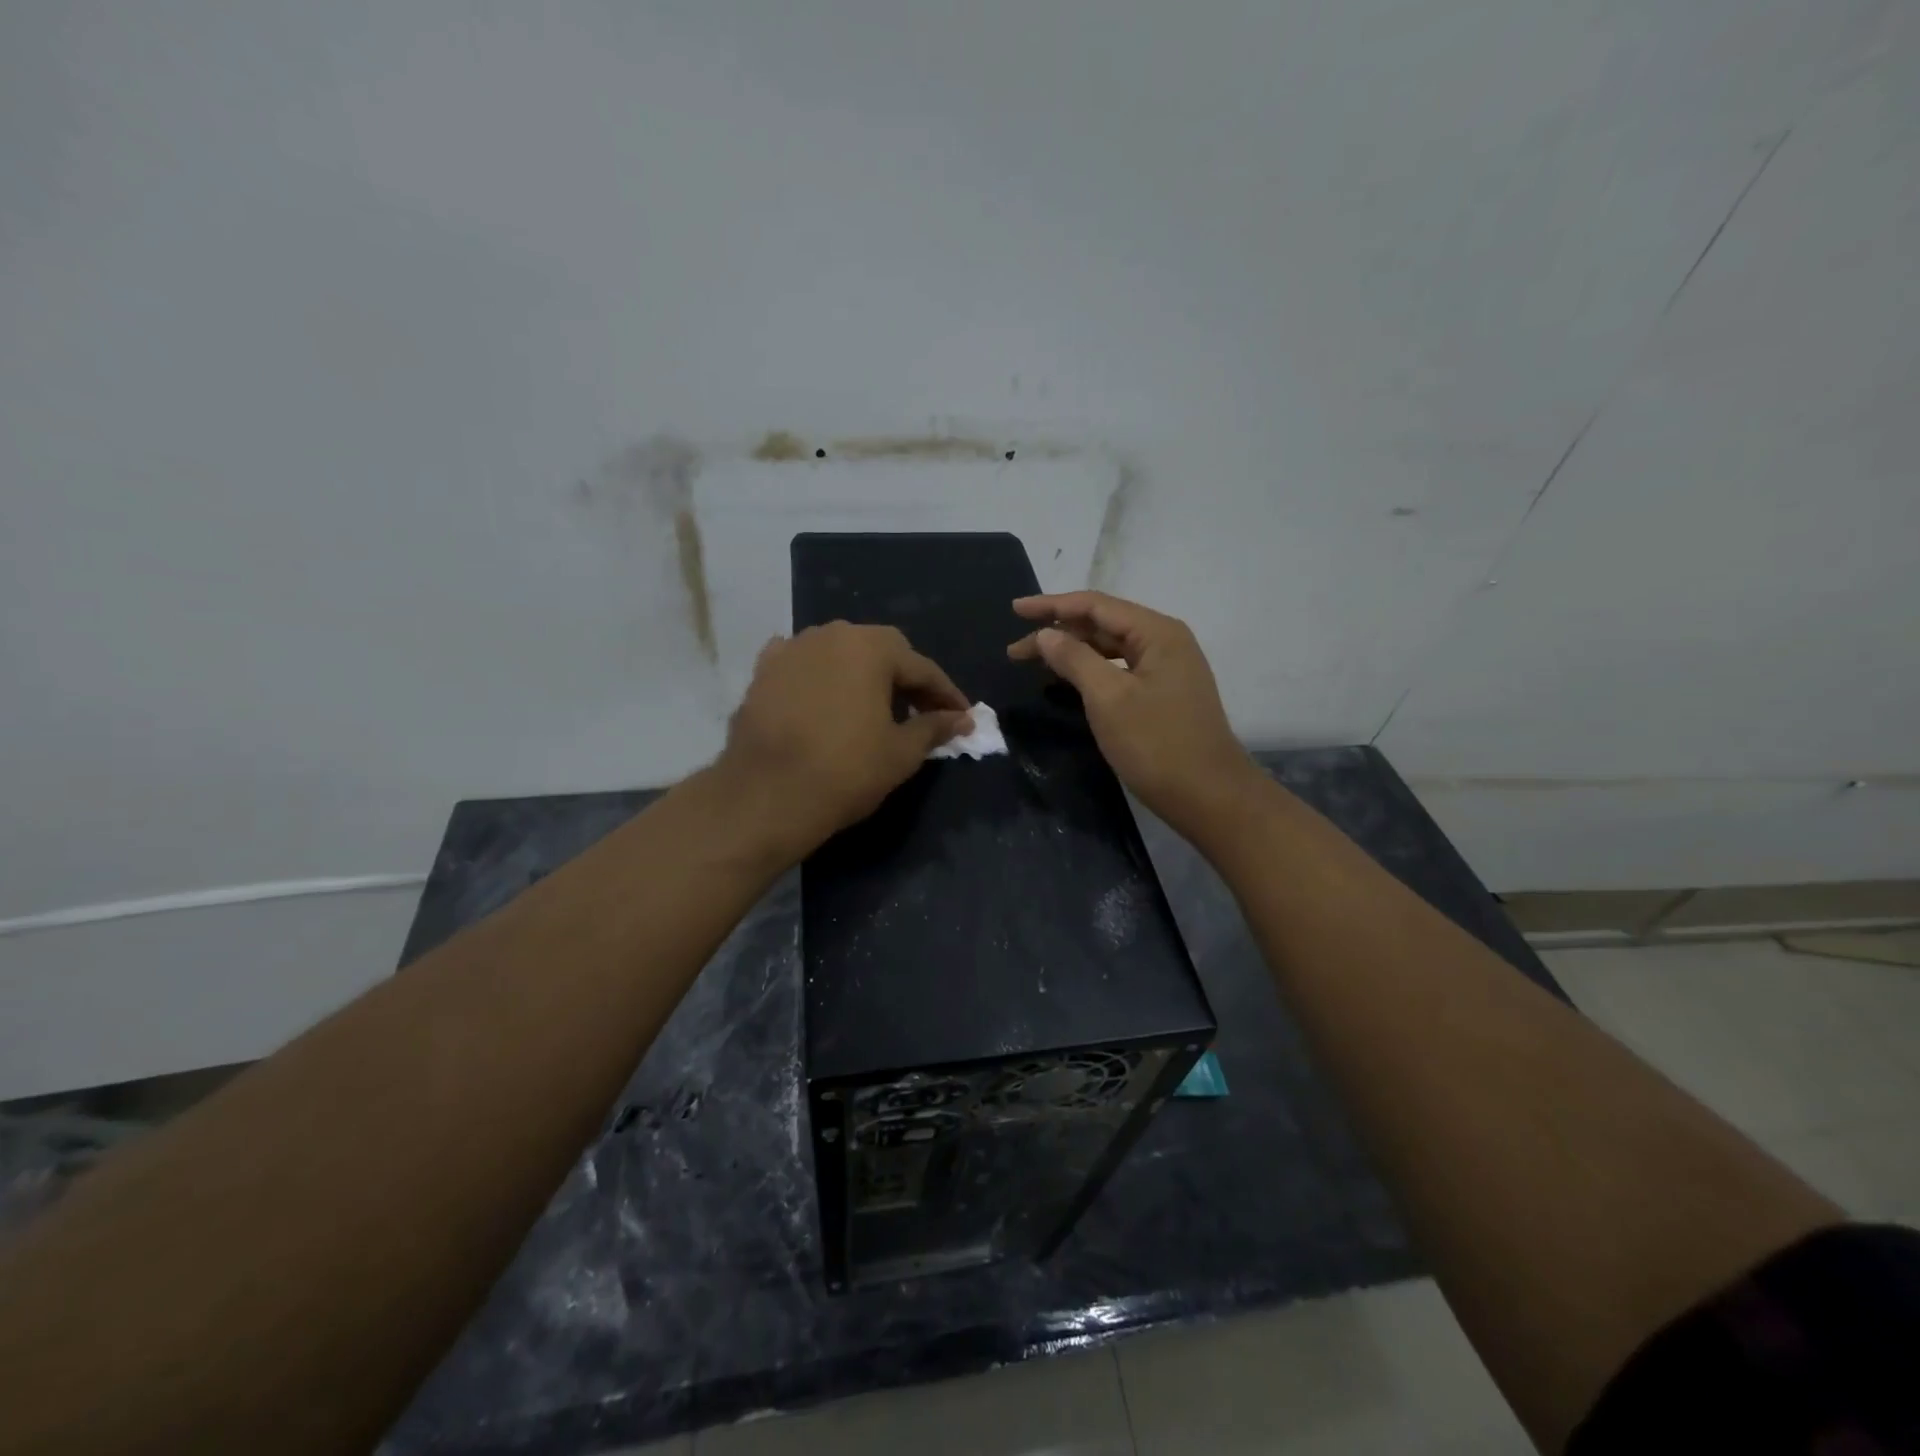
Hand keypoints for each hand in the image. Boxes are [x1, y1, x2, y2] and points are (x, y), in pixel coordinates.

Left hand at [720, 622, 971, 856]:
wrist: (765, 795)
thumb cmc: (845, 771)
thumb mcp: (901, 753)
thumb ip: (934, 728)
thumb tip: (961, 719)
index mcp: (871, 647)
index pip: (922, 667)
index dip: (946, 695)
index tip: (962, 717)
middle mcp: (831, 634)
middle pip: (881, 652)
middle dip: (905, 679)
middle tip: (920, 712)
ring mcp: (792, 648)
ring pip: (841, 654)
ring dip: (863, 675)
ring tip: (874, 708)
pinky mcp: (763, 670)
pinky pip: (804, 664)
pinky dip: (821, 677)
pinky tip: (825, 697)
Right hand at [1008, 591, 1258, 839]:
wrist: (1210, 797)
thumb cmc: (1157, 745)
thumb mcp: (1108, 698)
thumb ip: (1074, 659)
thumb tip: (1046, 634)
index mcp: (1157, 633)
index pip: (1095, 605)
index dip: (1051, 605)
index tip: (1014, 610)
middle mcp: (1165, 642)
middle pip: (1102, 624)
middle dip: (1058, 632)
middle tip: (1014, 650)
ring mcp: (1168, 669)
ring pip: (1111, 648)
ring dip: (1072, 652)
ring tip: (1035, 662)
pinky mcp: (1164, 694)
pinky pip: (1120, 670)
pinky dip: (1091, 671)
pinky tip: (1070, 682)